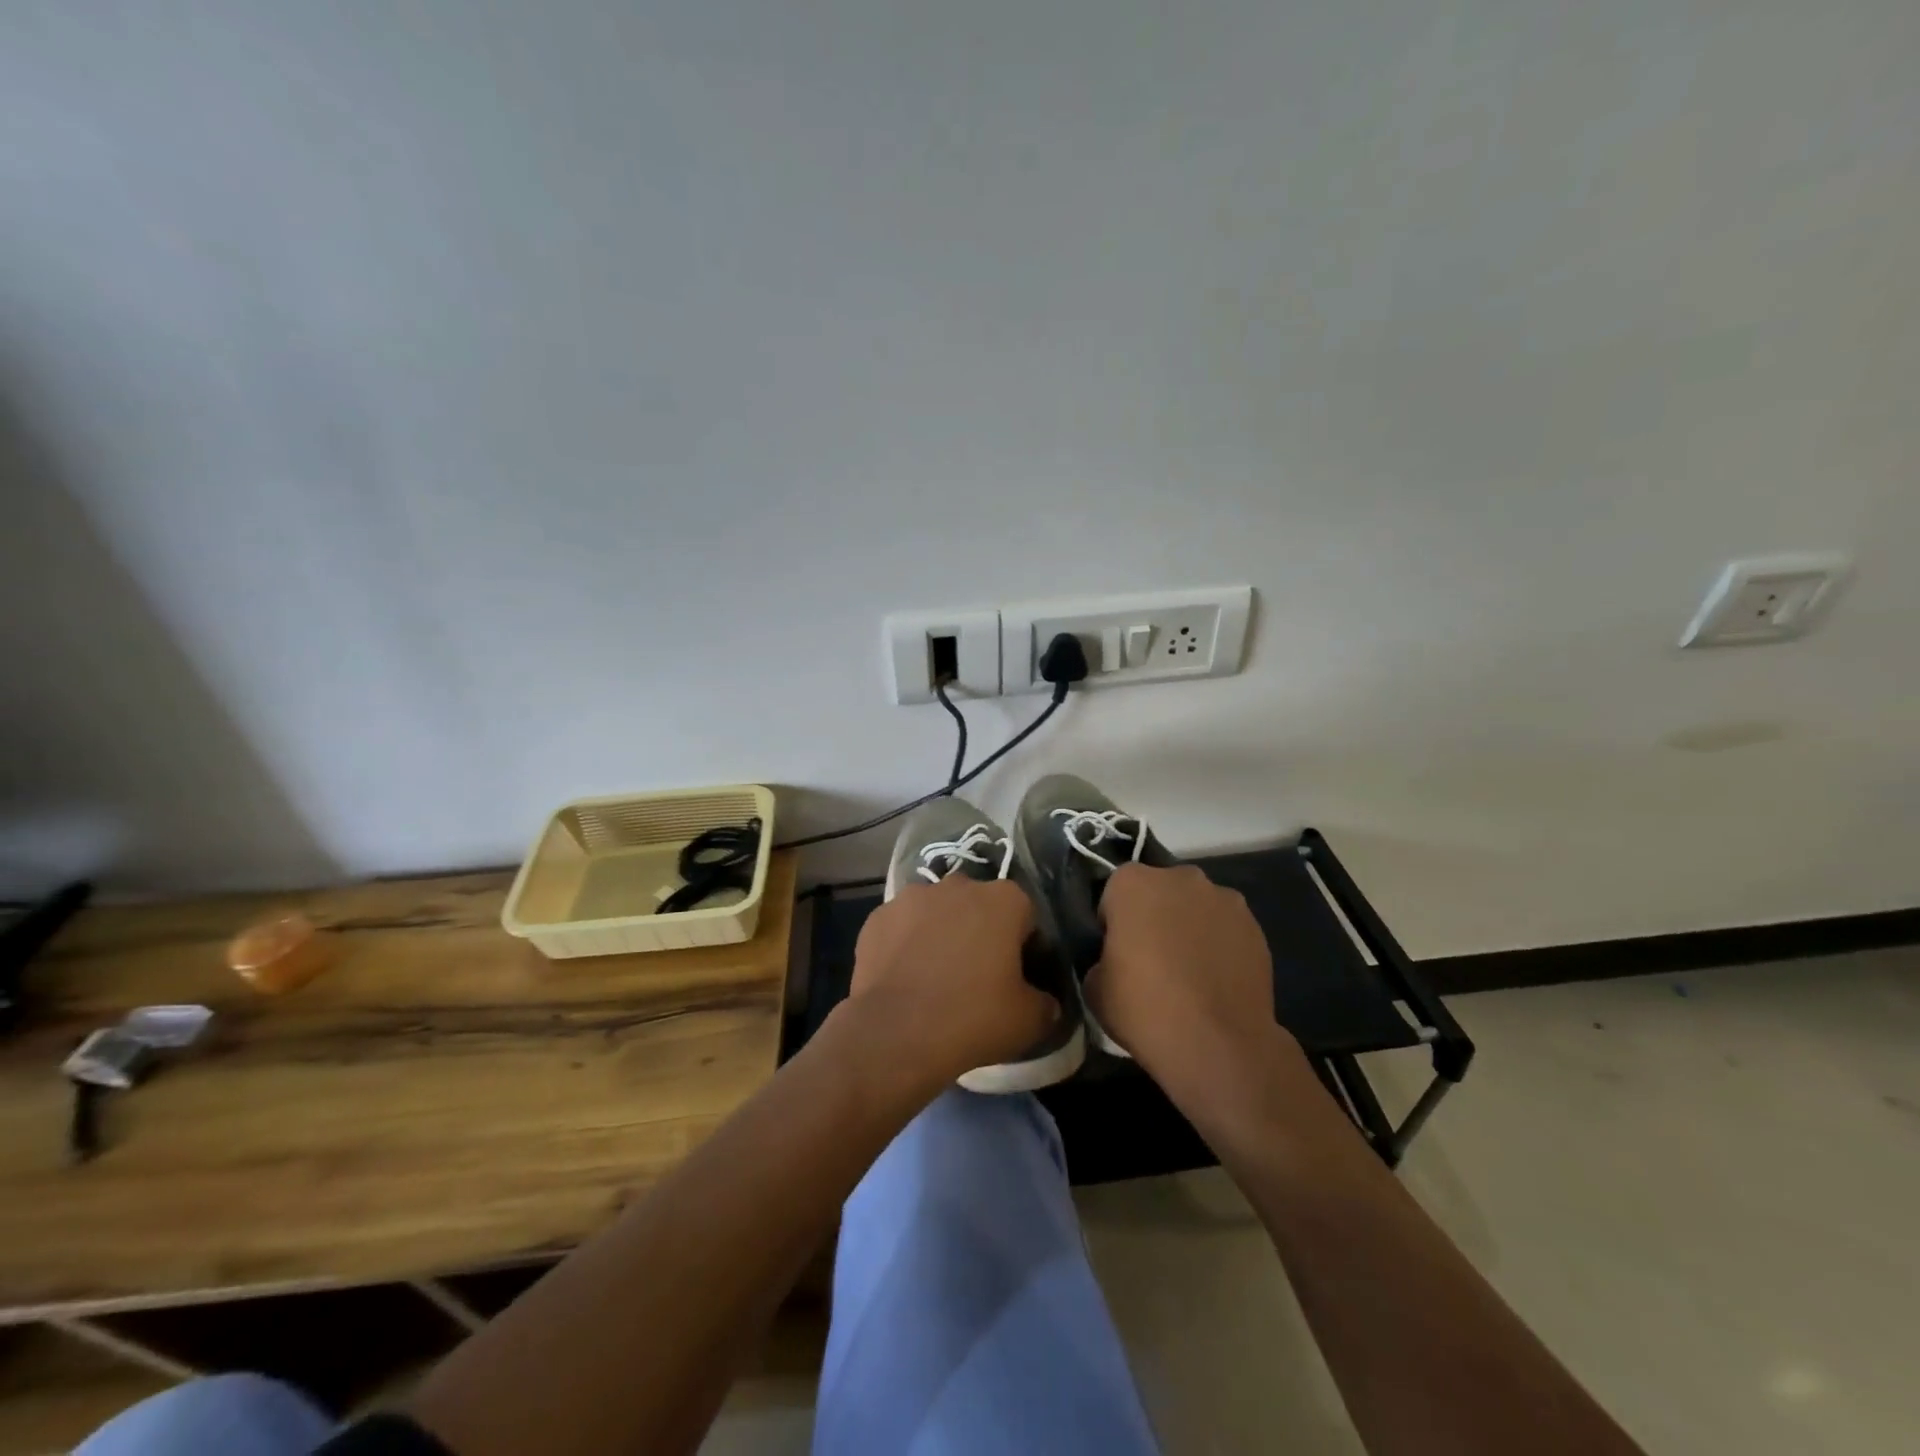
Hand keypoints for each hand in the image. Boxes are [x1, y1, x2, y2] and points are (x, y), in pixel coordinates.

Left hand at [846, 876, 1059, 1088]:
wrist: (896, 1033)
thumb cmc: (973, 1017)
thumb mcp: (1029, 1020)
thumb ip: (1046, 1003)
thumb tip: (1045, 1003)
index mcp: (1004, 899)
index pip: (1025, 916)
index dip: (1025, 947)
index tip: (1018, 978)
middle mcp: (959, 885)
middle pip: (978, 906)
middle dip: (980, 931)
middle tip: (977, 976)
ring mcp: (913, 896)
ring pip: (937, 912)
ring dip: (941, 933)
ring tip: (935, 976)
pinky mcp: (878, 916)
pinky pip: (901, 927)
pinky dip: (905, 944)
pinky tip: (904, 977)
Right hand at [1086, 863, 1293, 1098]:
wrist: (1217, 1045)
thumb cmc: (1144, 1008)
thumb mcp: (1094, 986)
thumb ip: (1102, 957)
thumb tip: (1118, 960)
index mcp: (1133, 883)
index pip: (1114, 892)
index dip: (1114, 922)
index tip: (1116, 952)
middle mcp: (1180, 878)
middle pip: (1160, 891)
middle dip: (1155, 915)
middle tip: (1152, 959)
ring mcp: (1224, 899)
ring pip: (1196, 907)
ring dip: (1190, 927)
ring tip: (1190, 973)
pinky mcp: (1255, 927)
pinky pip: (1226, 929)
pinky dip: (1220, 945)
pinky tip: (1216, 981)